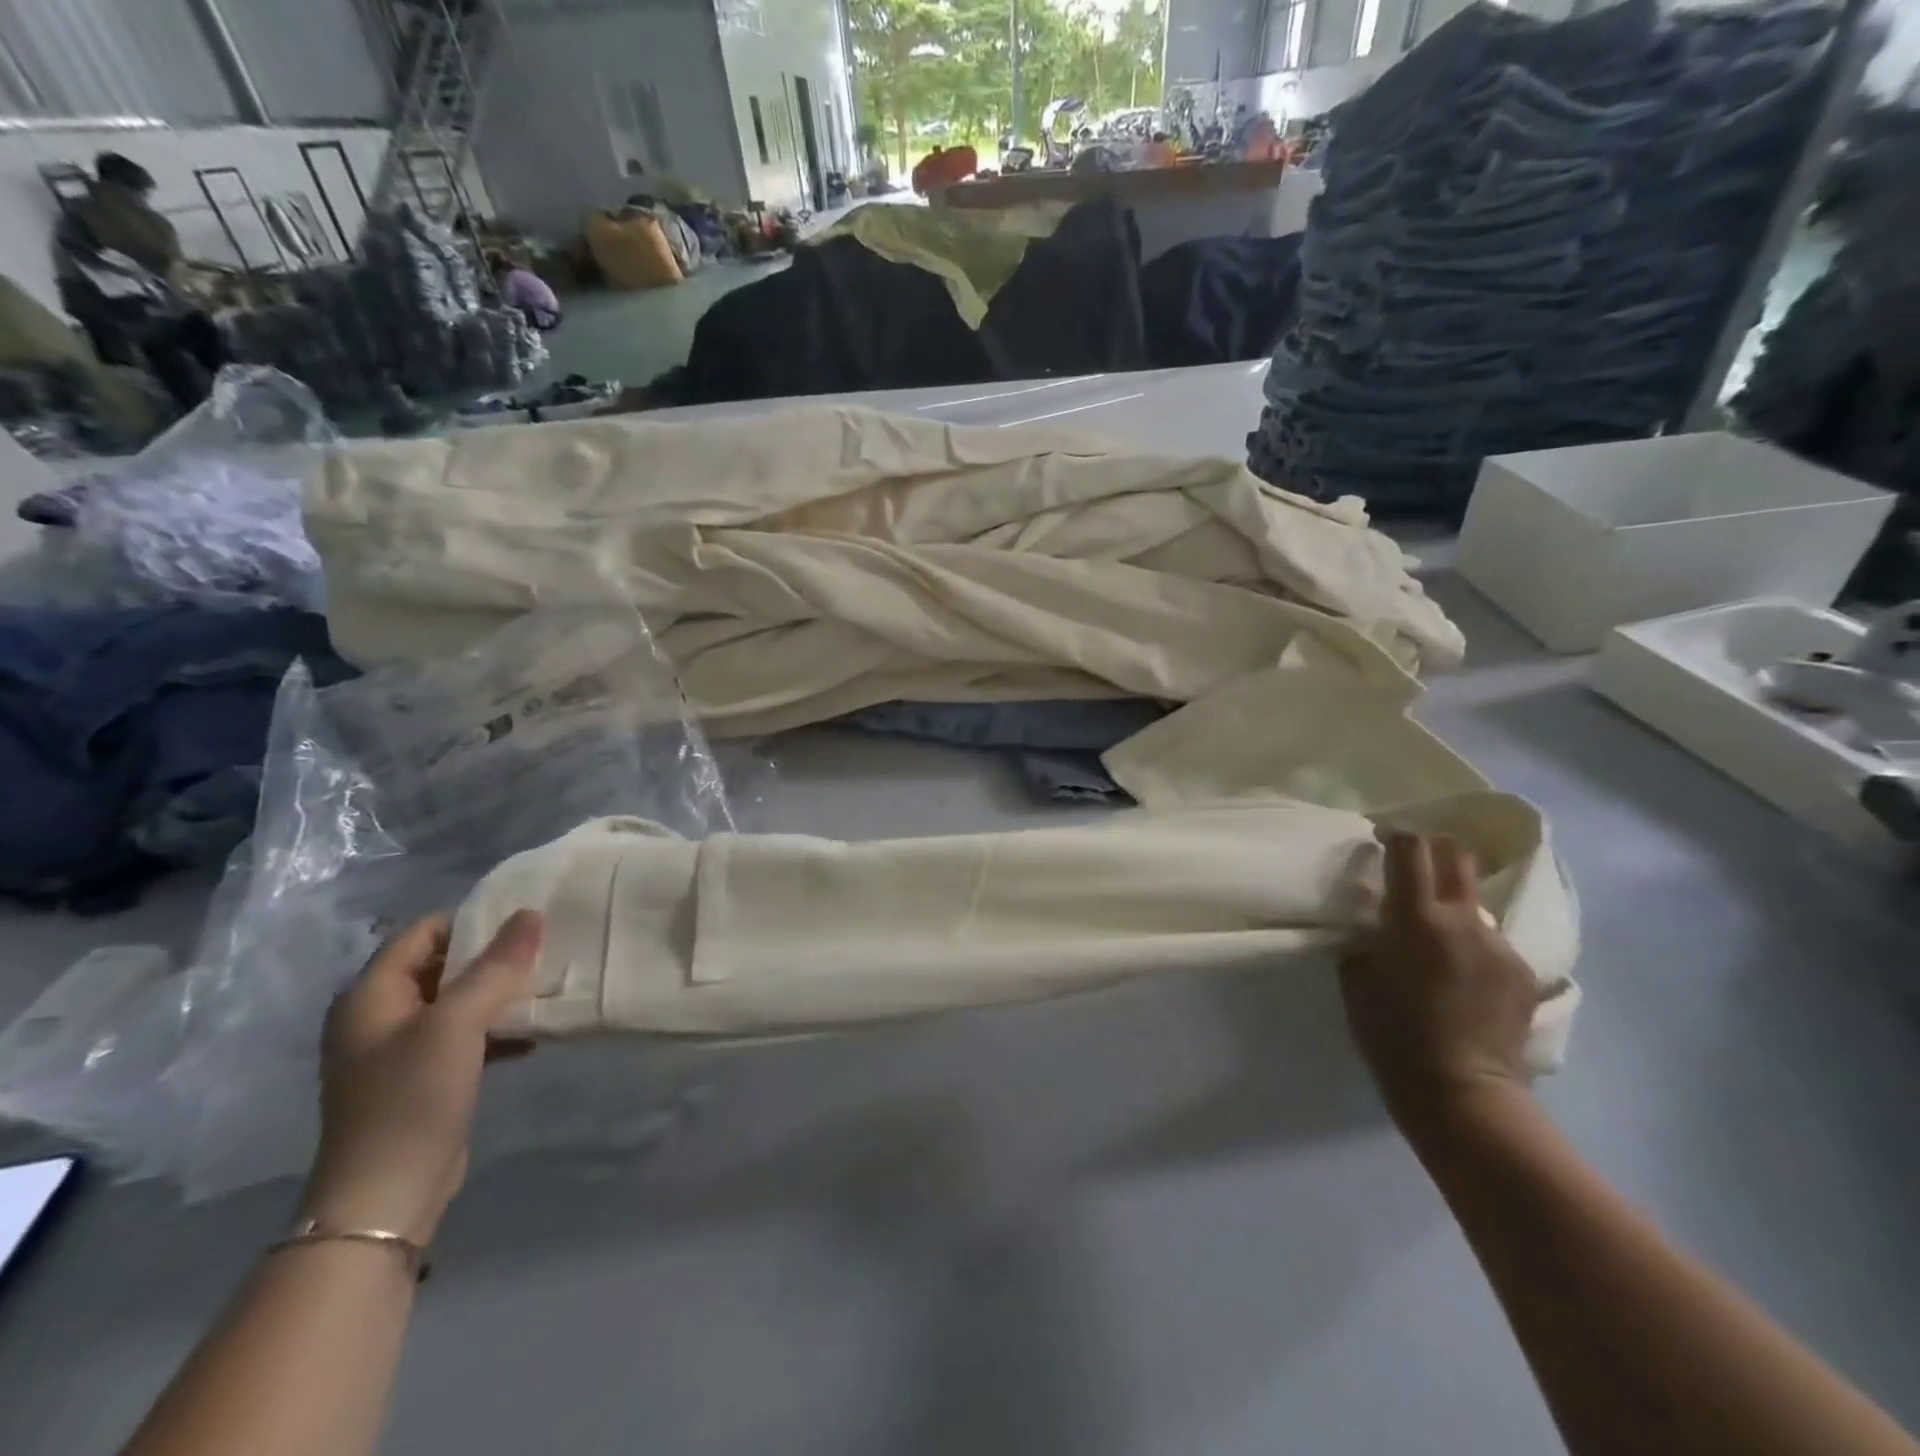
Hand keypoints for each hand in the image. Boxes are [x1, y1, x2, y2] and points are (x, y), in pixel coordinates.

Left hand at [301, 911, 541, 1244]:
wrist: (386, 1195)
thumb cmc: (412, 1097)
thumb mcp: (458, 1022)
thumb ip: (496, 966)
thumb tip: (531, 914)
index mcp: (370, 995)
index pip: (422, 932)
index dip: (470, 919)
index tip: (523, 919)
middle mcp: (378, 1016)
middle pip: (440, 964)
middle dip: (491, 956)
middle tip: (543, 947)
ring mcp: (398, 1051)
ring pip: (456, 1001)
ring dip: (497, 993)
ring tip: (545, 985)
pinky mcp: (421, 1079)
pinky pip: (463, 1036)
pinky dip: (495, 1029)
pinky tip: (532, 1035)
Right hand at [1340, 833, 1537, 1133]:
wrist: (1462, 1093)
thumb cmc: (1392, 1035)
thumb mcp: (1357, 980)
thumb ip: (1368, 941)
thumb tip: (1378, 928)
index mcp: (1416, 918)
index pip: (1411, 850)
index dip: (1396, 836)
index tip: (1382, 839)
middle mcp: (1463, 921)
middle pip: (1456, 857)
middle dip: (1433, 852)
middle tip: (1412, 869)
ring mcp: (1499, 946)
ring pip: (1473, 904)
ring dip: (1452, 908)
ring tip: (1437, 941)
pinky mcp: (1522, 972)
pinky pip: (1491, 942)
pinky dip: (1472, 947)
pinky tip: (1462, 979)